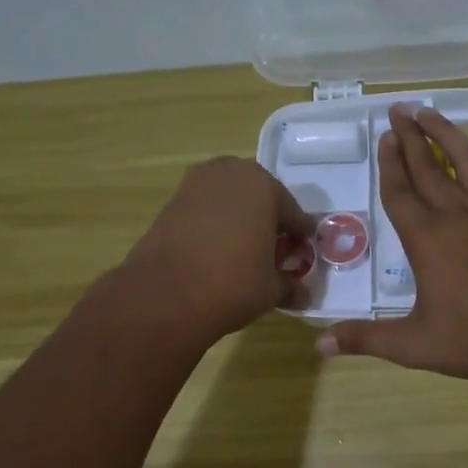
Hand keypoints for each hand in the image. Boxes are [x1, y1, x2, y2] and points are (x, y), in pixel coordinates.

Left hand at [122, 157, 313, 343]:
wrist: (165, 294)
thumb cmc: (233, 284)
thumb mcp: (271, 290)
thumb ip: (290, 286)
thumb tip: (303, 294)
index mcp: (263, 186)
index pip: (293, 214)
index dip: (300, 239)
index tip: (302, 258)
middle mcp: (230, 173)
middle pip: (260, 200)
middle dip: (268, 224)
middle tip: (272, 255)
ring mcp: (196, 184)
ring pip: (230, 202)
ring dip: (240, 222)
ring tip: (243, 255)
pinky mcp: (171, 202)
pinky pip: (206, 211)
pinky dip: (215, 227)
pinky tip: (217, 254)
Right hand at [318, 105, 467, 383]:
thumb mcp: (411, 345)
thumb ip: (365, 339)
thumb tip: (320, 344)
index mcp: (426, 239)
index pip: (400, 192)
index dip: (390, 163)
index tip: (385, 136)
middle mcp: (458, 216)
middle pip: (428, 168)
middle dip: (411, 137)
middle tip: (398, 111)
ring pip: (467, 162)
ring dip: (448, 135)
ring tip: (433, 112)